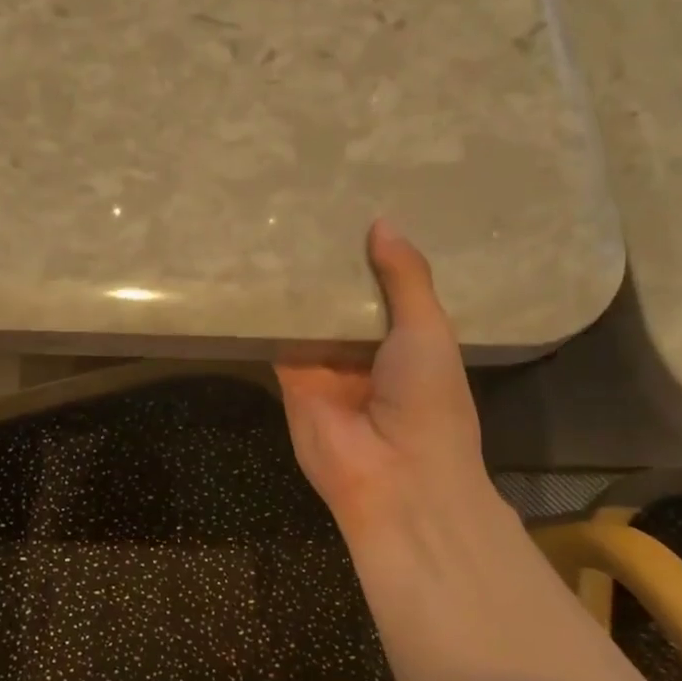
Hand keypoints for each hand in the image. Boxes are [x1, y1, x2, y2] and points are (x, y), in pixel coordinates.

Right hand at [275, 220, 486, 535]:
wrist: (395, 476)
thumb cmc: (428, 399)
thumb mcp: (428, 330)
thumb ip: (406, 278)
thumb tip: (382, 222)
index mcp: (406, 337)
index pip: (383, 285)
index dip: (371, 253)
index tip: (352, 206)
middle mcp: (363, 347)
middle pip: (340, 297)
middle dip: (327, 262)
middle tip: (305, 204)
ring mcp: (324, 362)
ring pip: (306, 313)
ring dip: (295, 280)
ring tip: (276, 222)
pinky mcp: (290, 375)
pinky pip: (276, 336)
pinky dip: (266, 309)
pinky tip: (253, 267)